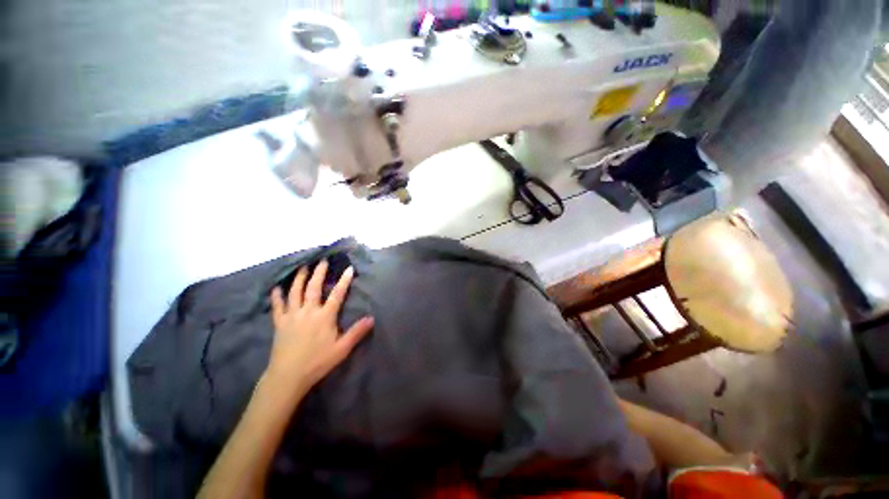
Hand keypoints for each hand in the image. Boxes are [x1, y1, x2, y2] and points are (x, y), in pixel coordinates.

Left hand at [265, 260, 373, 391]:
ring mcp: (292, 316)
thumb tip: (372, 318)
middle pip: (313, 288)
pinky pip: (277, 306)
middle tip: (322, 260)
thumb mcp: (342, 349)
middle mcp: (308, 311)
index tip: (349, 269)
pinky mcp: (279, 323)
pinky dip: (277, 296)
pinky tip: (276, 287)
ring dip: (299, 278)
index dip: (344, 281)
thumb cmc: (317, 362)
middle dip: (319, 273)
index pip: (337, 294)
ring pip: (295, 292)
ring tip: (303, 267)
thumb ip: (357, 332)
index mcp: (324, 317)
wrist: (288, 376)